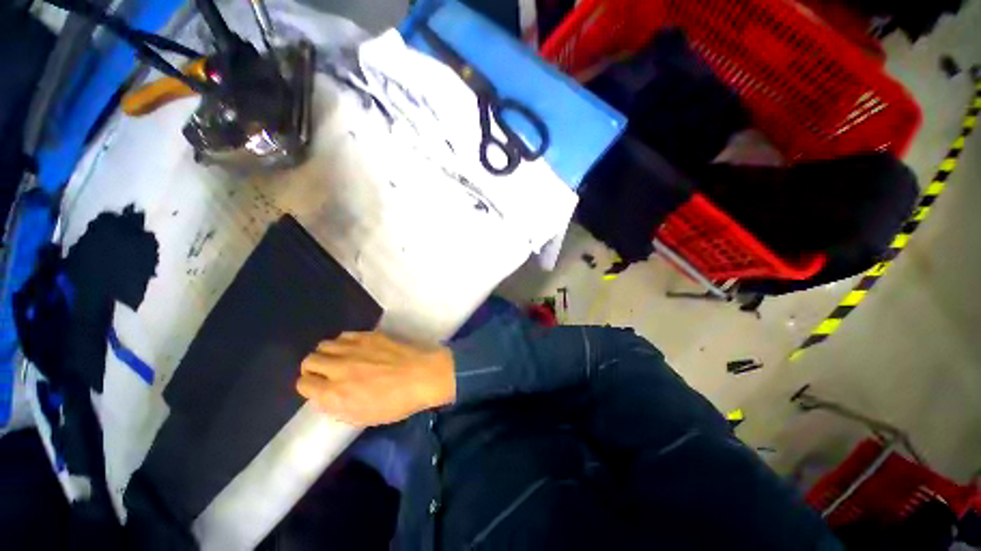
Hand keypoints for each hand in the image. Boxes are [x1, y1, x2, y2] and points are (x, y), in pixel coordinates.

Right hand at [297, 331, 455, 426]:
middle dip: (313, 368)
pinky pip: (344, 335)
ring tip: (340, 358)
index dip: (309, 386)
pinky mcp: (368, 335)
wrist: (423, 375)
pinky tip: (354, 348)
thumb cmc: (397, 402)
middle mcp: (338, 368)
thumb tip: (325, 395)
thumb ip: (337, 406)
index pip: (303, 384)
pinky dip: (344, 342)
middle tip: (326, 372)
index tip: (318, 387)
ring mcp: (353, 348)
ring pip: (324, 345)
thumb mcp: (363, 416)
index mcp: (334, 394)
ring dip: (327, 353)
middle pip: (309, 361)